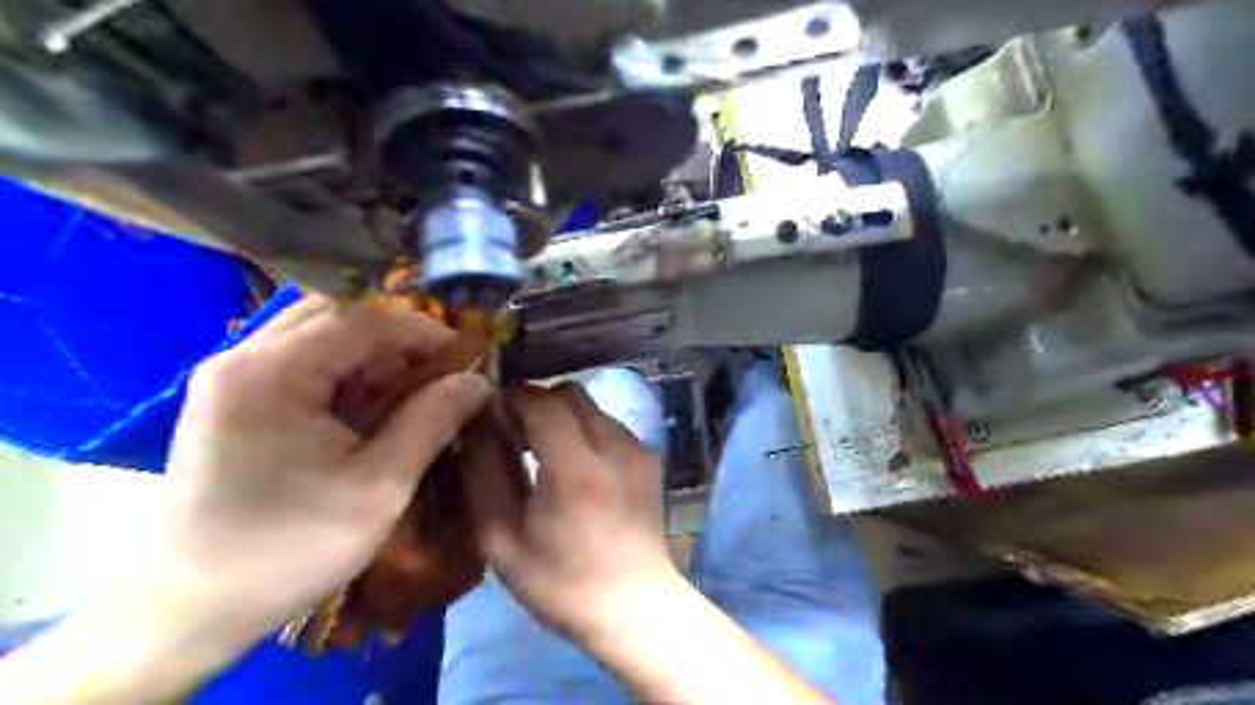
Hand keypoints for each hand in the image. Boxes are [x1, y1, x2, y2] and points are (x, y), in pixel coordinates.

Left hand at [153, 294, 493, 645]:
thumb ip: (433, 421)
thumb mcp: (379, 486)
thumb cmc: (288, 548)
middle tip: (438, 374)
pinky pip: (300, 361)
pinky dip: (345, 373)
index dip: (424, 331)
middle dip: (397, 339)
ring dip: (372, 355)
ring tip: (409, 392)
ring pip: (319, 334)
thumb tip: (479, 381)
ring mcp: (231, 377)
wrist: (186, 611)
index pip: (363, 319)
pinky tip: (368, 409)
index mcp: (272, 372)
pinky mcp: (231, 400)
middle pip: (338, 316)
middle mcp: (243, 358)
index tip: (469, 358)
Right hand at [463, 385, 677, 643]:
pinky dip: (586, 431)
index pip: (541, 400)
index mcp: (576, 470)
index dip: (511, 397)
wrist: (635, 606)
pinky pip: (609, 424)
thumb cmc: (561, 583)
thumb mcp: (502, 539)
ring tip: (545, 453)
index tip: (491, 413)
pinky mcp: (651, 456)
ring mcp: (639, 448)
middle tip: (516, 434)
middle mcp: (615, 446)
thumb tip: (477, 423)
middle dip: (537, 402)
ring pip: (591, 406)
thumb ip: (485, 473)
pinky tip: (577, 467)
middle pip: (569, 392)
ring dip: (562, 416)